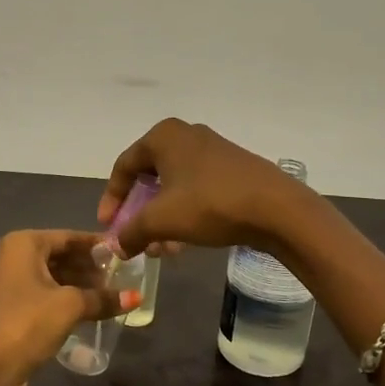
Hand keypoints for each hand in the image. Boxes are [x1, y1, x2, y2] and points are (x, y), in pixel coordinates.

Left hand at [0, 230, 136, 385]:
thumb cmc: (26, 324)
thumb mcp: (69, 307)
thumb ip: (102, 298)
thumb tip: (135, 297)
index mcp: (22, 244)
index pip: (68, 237)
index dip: (97, 245)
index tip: (124, 253)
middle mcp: (11, 257)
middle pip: (59, 256)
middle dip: (89, 267)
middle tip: (121, 278)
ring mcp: (7, 284)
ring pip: (51, 277)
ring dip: (79, 286)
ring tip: (111, 296)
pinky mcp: (9, 309)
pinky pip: (43, 296)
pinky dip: (64, 300)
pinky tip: (89, 312)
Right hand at [98, 119, 311, 257]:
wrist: (277, 208)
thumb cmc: (210, 204)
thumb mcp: (162, 220)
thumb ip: (131, 232)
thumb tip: (115, 246)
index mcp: (163, 136)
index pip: (124, 167)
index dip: (112, 199)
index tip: (107, 228)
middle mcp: (186, 135)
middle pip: (149, 177)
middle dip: (139, 214)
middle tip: (134, 240)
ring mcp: (212, 150)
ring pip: (174, 187)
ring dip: (162, 219)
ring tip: (161, 250)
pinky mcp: (232, 168)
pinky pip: (196, 190)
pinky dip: (184, 213)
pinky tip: (185, 242)